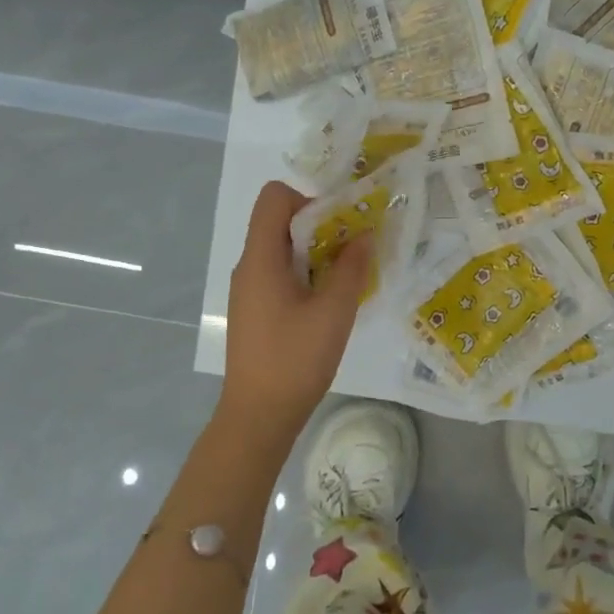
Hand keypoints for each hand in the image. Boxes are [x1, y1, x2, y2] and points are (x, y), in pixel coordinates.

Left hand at [219, 181, 372, 439]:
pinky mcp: (255, 310)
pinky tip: (329, 304)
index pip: (274, 197)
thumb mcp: (334, 312)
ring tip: (346, 279)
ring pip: (283, 250)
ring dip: (317, 254)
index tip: (338, 227)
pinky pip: (280, 274)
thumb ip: (351, 268)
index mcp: (261, 258)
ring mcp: (249, 290)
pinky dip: (306, 276)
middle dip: (321, 227)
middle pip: (280, 222)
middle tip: (353, 253)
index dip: (308, 200)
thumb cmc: (295, 360)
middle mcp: (249, 266)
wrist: (258, 416)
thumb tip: (364, 235)